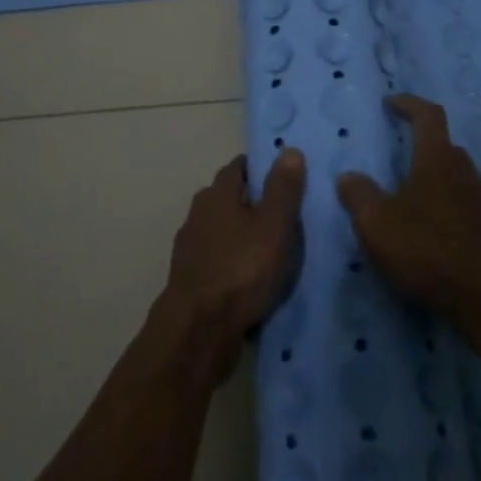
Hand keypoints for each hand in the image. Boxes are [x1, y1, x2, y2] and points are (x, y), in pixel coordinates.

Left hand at [160, 149, 305, 380]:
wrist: (198, 331)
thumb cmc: (241, 269)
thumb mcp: (274, 225)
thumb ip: (283, 188)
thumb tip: (289, 150)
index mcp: (217, 194)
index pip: (239, 166)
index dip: (262, 167)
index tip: (286, 175)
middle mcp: (198, 214)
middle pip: (229, 197)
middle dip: (254, 201)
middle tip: (286, 213)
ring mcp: (190, 248)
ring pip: (223, 230)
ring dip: (243, 234)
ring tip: (273, 247)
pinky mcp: (190, 279)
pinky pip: (218, 259)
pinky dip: (234, 260)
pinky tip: (252, 276)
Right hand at [336, 95, 480, 327]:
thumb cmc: (428, 250)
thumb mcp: (377, 223)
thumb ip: (358, 195)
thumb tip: (349, 176)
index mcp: (437, 159)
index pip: (427, 115)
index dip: (409, 104)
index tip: (390, 102)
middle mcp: (464, 171)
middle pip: (443, 145)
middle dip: (420, 143)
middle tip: (396, 153)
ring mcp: (480, 200)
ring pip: (453, 175)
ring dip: (431, 177)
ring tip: (406, 196)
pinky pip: (461, 202)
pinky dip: (441, 204)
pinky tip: (426, 230)